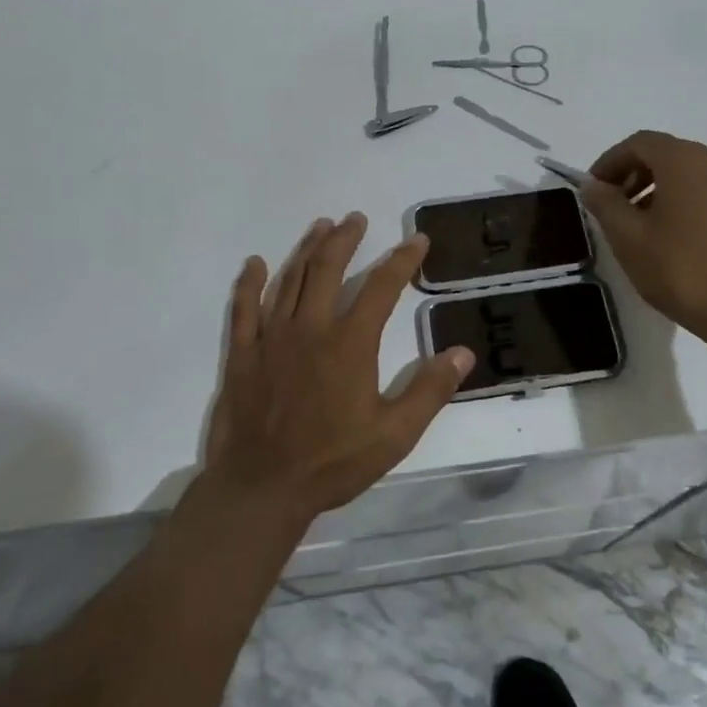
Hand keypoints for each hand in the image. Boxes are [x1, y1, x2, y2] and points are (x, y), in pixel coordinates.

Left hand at [203, 212, 474, 522]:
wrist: (262, 487)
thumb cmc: (332, 462)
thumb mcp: (394, 435)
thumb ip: (429, 391)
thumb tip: (463, 354)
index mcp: (350, 343)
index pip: (382, 287)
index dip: (402, 260)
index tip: (417, 240)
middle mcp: (310, 328)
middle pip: (328, 268)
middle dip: (345, 239)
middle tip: (356, 219)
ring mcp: (271, 337)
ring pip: (290, 279)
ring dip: (307, 249)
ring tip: (322, 227)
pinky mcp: (243, 353)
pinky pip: (244, 308)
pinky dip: (249, 283)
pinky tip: (255, 264)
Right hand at [581, 130, 706, 343]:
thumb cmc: (679, 269)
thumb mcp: (628, 237)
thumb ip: (605, 204)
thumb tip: (593, 185)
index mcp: (683, 160)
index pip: (638, 143)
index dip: (609, 161)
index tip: (593, 189)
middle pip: (664, 154)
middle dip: (632, 174)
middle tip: (611, 205)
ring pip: (685, 173)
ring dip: (655, 188)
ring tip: (636, 224)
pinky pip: (704, 192)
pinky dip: (679, 200)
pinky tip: (667, 235)